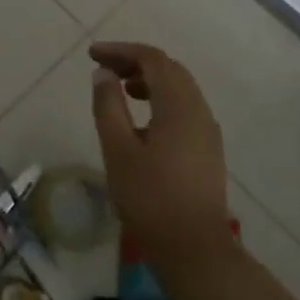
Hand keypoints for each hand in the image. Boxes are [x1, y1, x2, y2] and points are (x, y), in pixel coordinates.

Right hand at [88, 42, 230, 262]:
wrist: (194, 248)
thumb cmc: (150, 197)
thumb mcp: (118, 149)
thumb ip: (108, 106)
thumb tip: (103, 74)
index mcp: (178, 106)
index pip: (152, 59)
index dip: (121, 51)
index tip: (92, 54)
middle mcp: (199, 111)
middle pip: (169, 70)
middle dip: (136, 62)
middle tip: (104, 67)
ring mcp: (207, 131)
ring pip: (180, 89)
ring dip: (150, 80)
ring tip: (120, 88)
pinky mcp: (208, 149)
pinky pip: (184, 108)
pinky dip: (161, 99)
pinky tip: (142, 120)